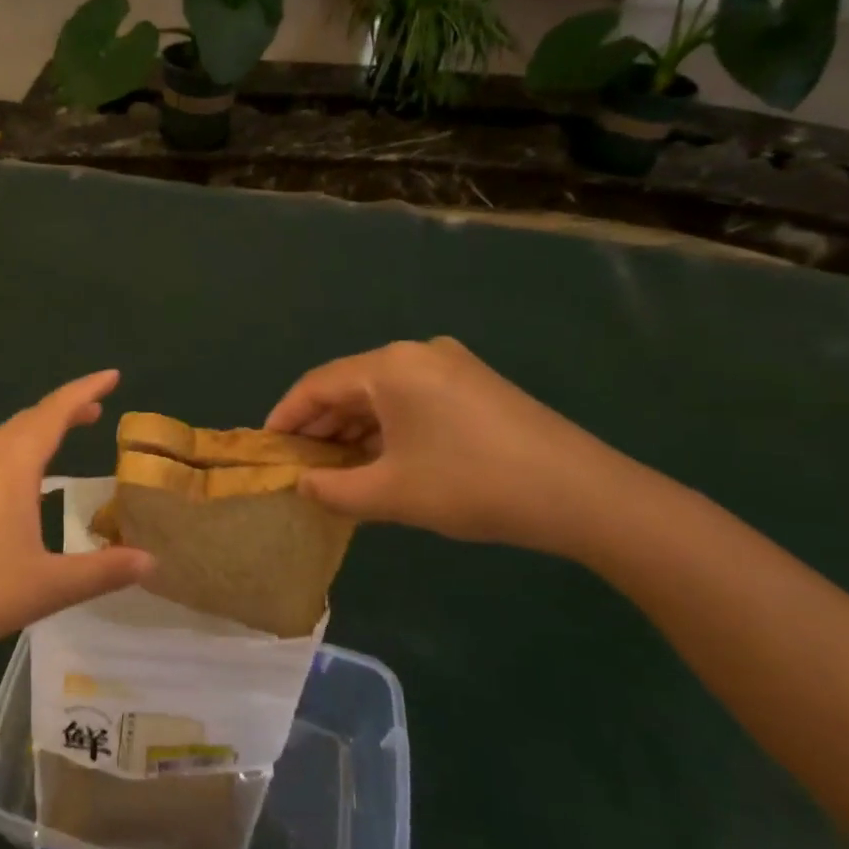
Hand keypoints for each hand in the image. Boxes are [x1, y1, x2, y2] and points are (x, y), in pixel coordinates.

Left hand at [0, 371, 152, 680]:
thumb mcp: (49, 585)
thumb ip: (103, 571)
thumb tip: (152, 560)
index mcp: (12, 467)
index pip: (54, 413)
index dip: (85, 390)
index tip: (113, 375)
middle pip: (29, 418)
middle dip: (65, 406)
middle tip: (98, 407)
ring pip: (8, 437)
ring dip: (41, 426)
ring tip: (70, 429)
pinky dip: (23, 448)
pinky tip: (28, 479)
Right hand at [266, 339, 649, 559]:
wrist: (582, 493)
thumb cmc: (472, 485)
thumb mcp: (391, 494)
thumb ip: (333, 490)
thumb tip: (302, 486)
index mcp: (390, 366)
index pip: (318, 385)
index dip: (286, 416)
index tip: (266, 448)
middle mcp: (416, 353)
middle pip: (349, 385)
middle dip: (320, 425)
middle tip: (297, 463)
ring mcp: (450, 366)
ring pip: (381, 394)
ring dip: (353, 429)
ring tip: (333, 467)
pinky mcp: (474, 385)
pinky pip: (411, 400)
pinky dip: (386, 427)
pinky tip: (379, 459)